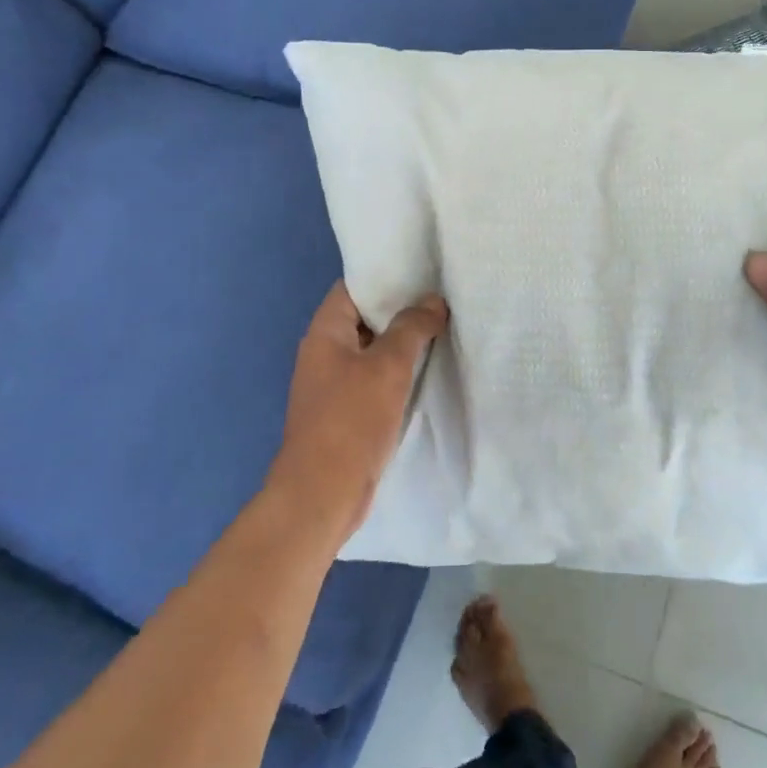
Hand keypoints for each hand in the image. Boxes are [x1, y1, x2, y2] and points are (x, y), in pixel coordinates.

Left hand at [269, 283, 448, 542]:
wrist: (322, 495)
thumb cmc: (351, 421)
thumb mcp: (388, 366)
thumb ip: (412, 327)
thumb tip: (432, 301)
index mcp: (325, 333)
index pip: (353, 288)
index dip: (386, 276)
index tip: (423, 272)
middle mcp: (324, 352)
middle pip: (365, 318)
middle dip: (402, 309)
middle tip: (442, 298)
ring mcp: (334, 384)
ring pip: (373, 350)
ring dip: (403, 342)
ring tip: (444, 328)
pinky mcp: (347, 412)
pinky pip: (375, 379)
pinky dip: (399, 371)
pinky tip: (430, 369)